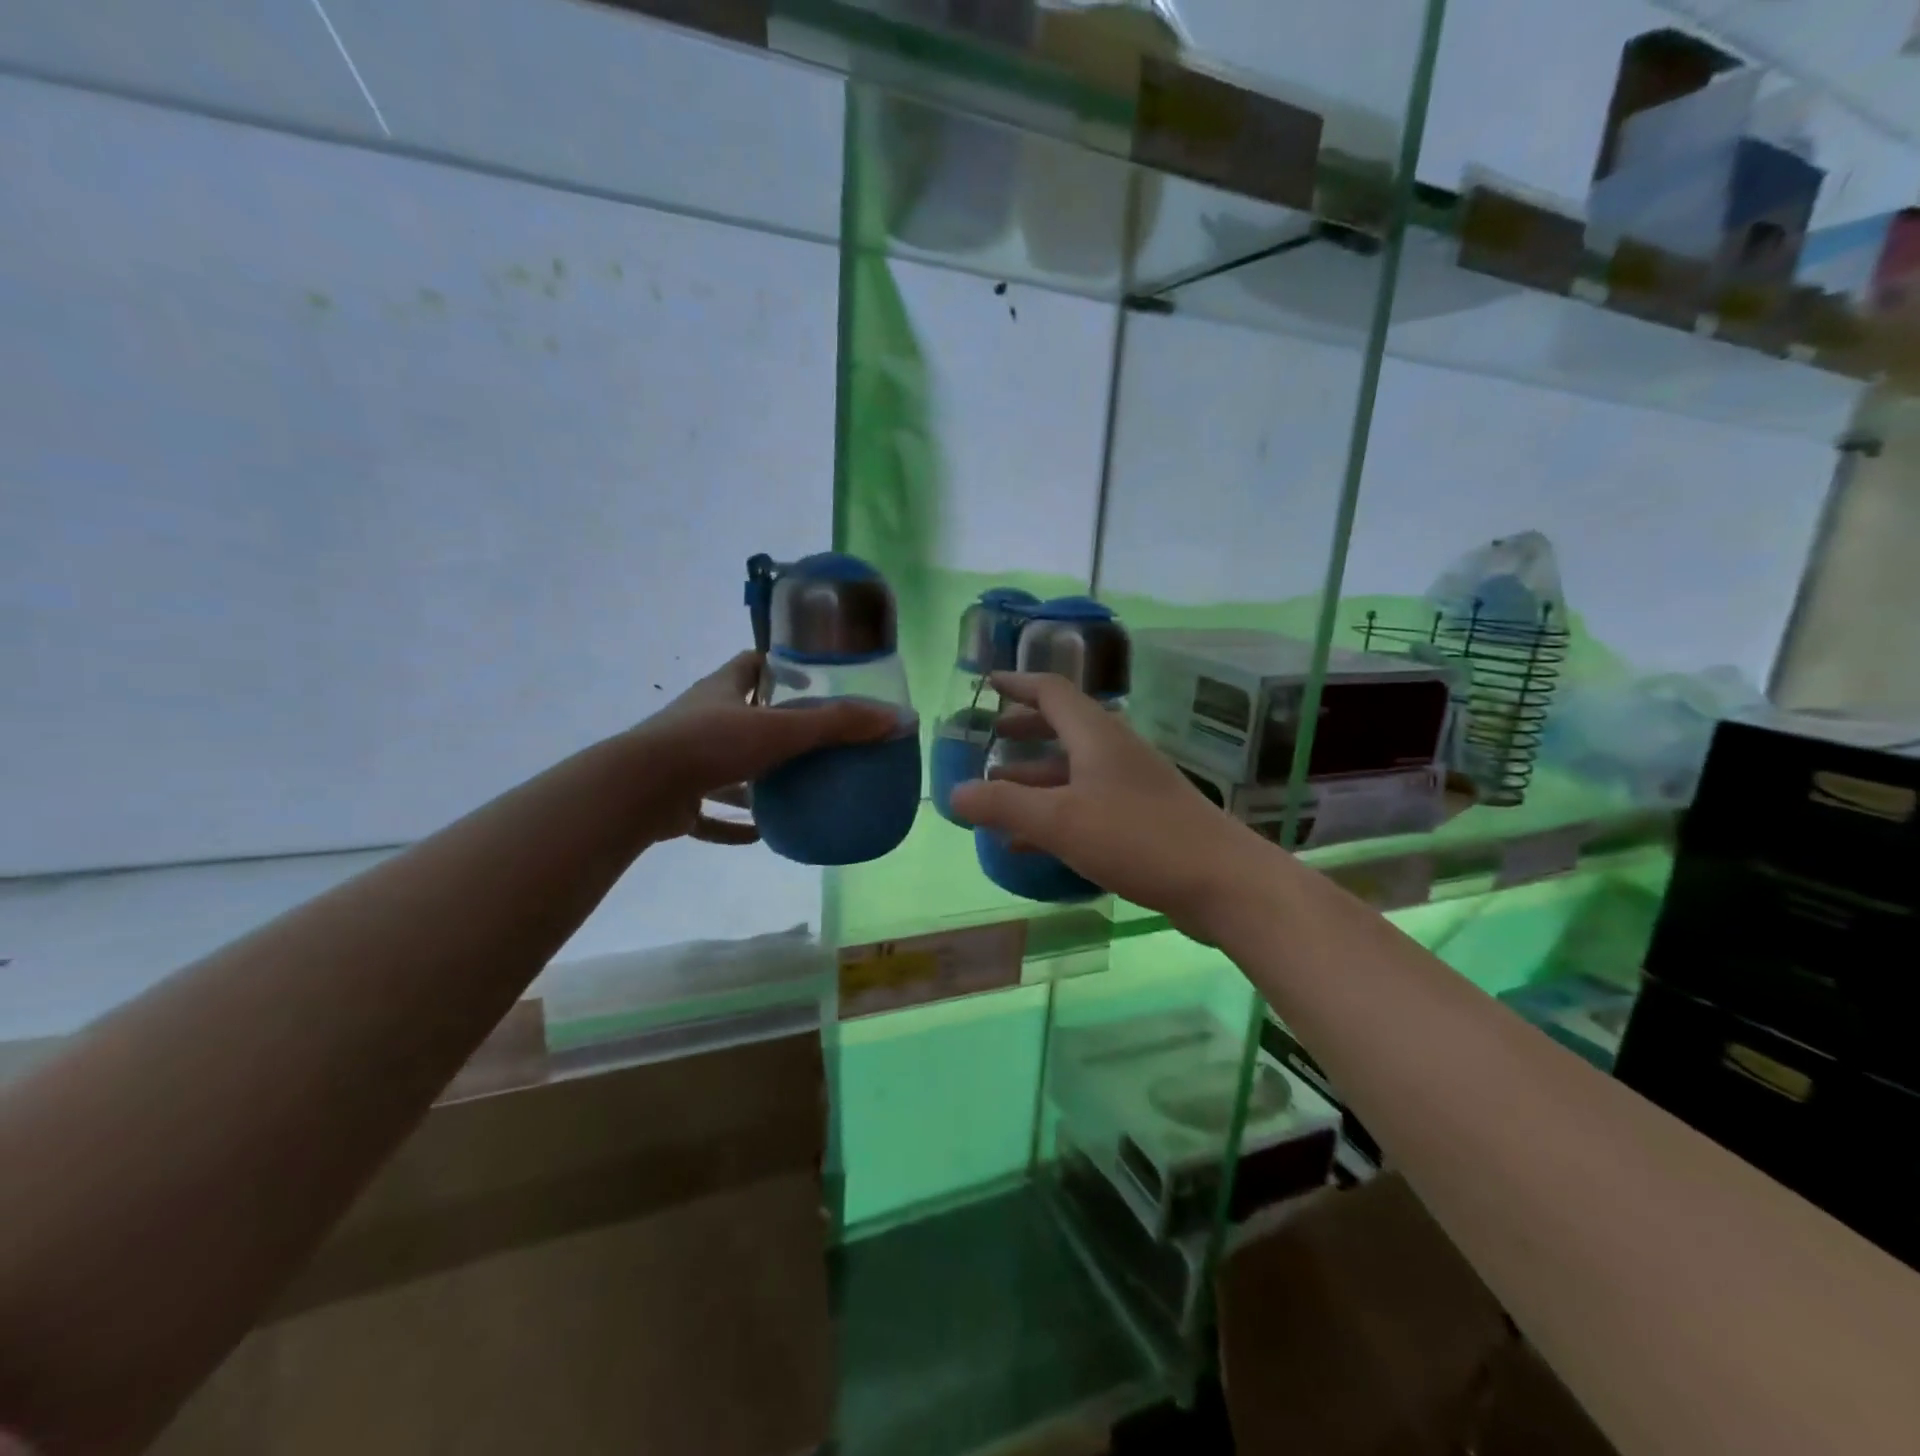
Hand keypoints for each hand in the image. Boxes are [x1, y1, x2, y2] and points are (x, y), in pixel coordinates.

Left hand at [633, 651, 899, 845]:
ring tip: (794, 788)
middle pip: (741, 714)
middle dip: (774, 726)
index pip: (751, 664)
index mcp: (722, 690)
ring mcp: (684, 761)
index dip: (778, 666)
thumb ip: (839, 724)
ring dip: (754, 779)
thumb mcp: (783, 729)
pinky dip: (733, 824)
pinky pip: (709, 812)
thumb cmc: (711, 744)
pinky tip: (761, 836)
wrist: (639, 789)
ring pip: (725, 766)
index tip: (809, 679)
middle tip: (814, 740)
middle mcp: (701, 720)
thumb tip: (899, 719)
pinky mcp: (675, 800)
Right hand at [950, 672, 1279, 937]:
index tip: (987, 683)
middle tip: (989, 739)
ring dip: (1035, 778)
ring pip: (1073, 771)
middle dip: (1024, 731)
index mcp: (1096, 736)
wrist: (1223, 882)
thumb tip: (954, 793)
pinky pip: (1087, 805)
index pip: (1052, 691)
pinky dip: (1055, 813)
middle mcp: (1115, 752)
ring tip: (997, 796)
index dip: (1018, 684)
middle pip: (1063, 728)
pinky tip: (1030, 844)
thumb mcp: (1060, 821)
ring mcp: (1132, 786)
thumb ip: (1004, 806)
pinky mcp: (1143, 820)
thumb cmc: (1138, 838)